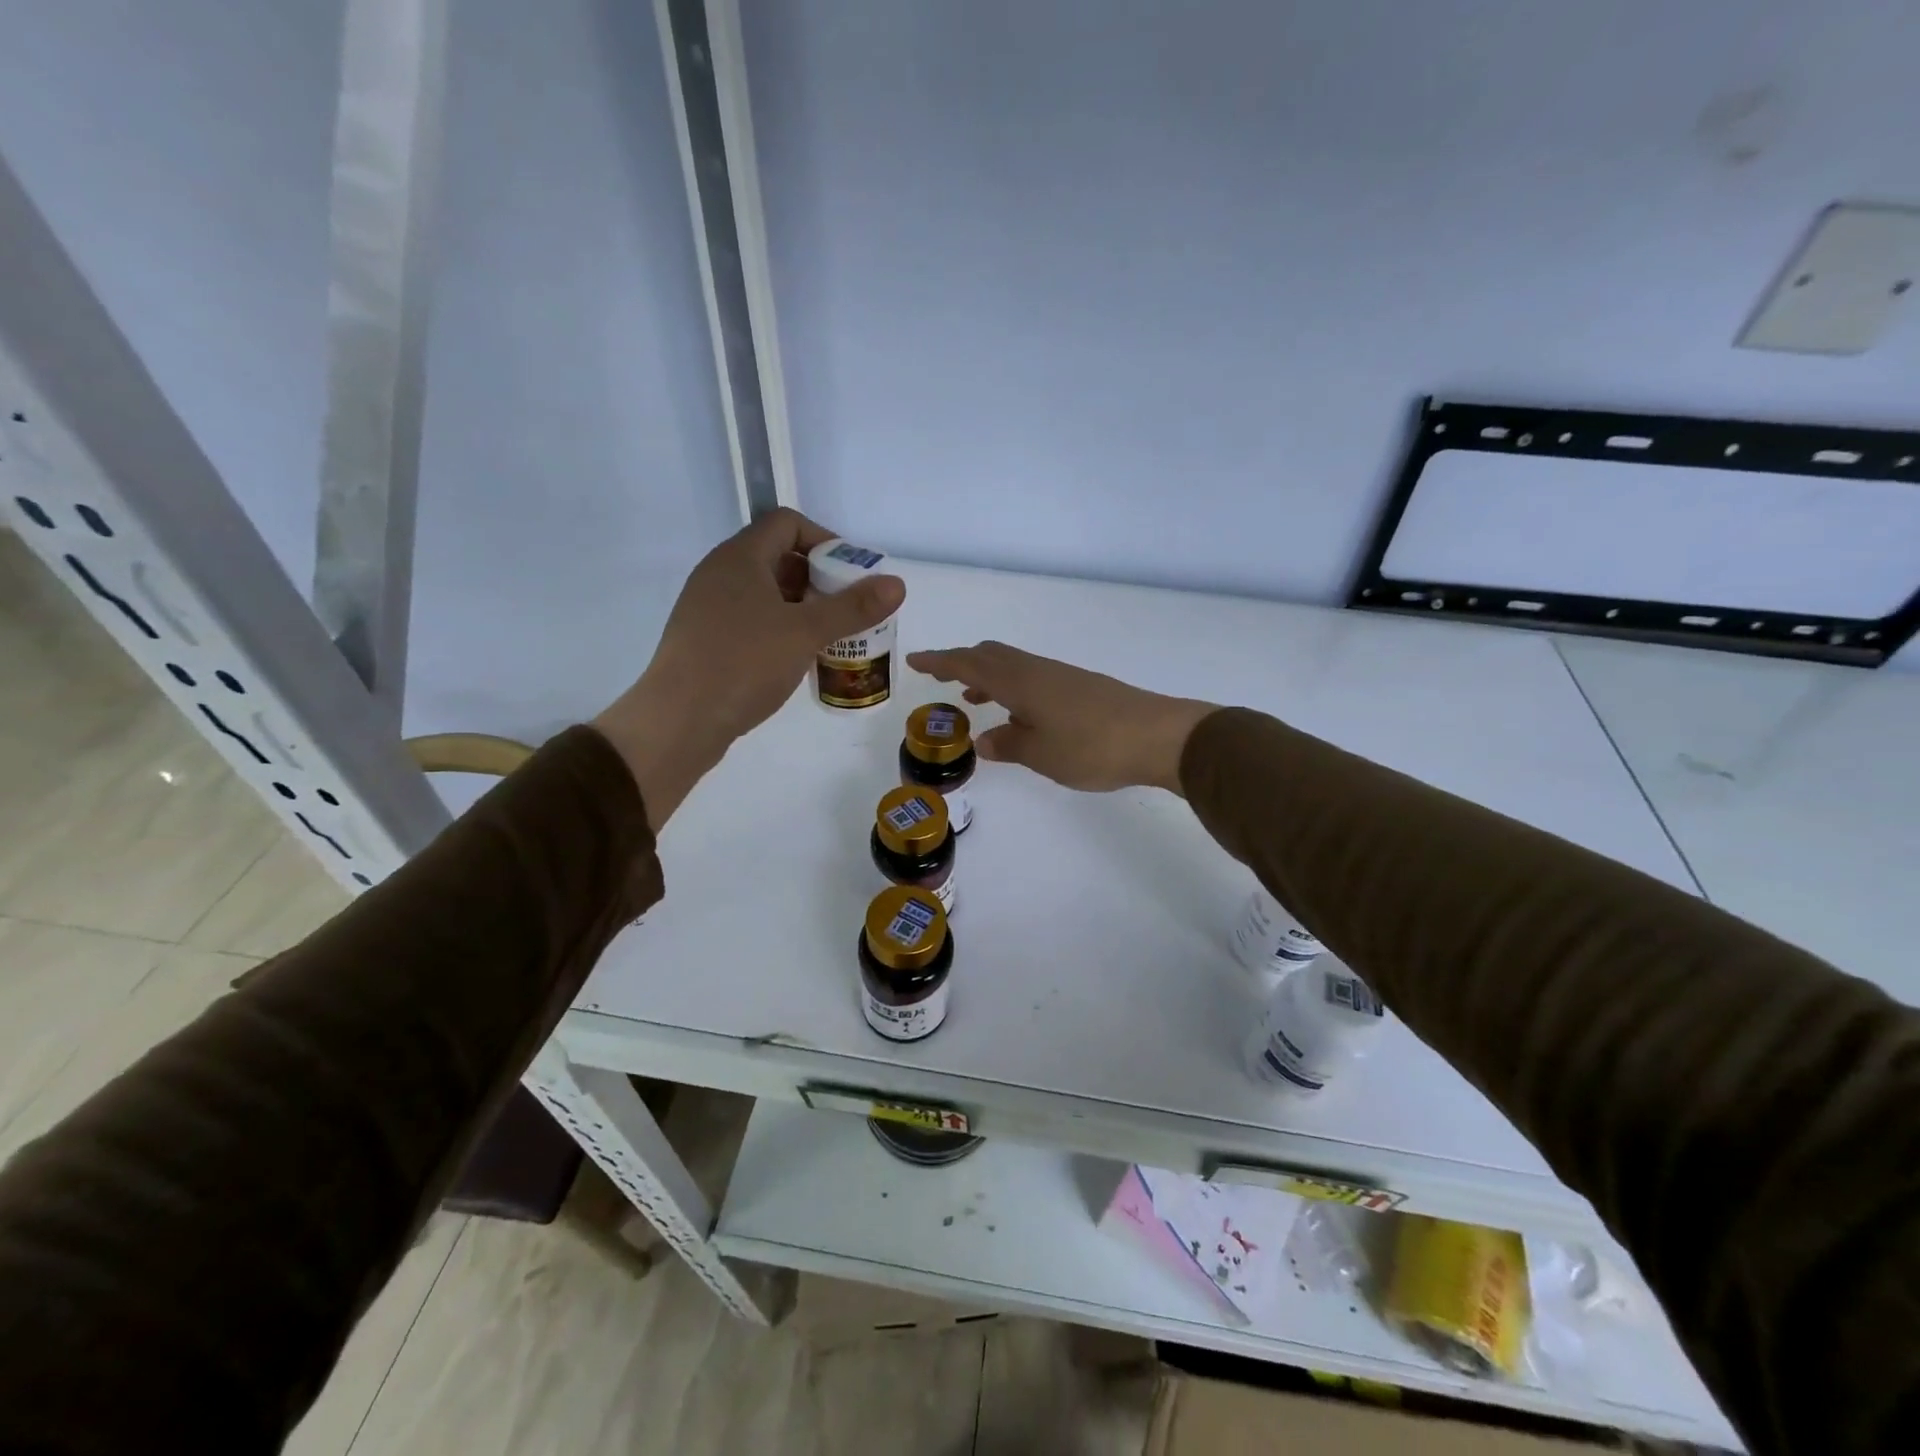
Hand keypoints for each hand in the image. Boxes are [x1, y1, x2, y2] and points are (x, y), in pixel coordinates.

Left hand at [595, 509, 904, 823]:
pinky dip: (781, 630)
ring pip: (766, 594)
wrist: (679, 721)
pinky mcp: (705, 640)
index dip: (825, 539)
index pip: (787, 523)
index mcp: (740, 558)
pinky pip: (752, 621)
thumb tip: (897, 584)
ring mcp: (709, 608)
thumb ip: (852, 607)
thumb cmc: (743, 665)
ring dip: (803, 608)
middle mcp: (720, 574)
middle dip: (820, 579)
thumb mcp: (805, 633)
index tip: (851, 574)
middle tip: (849, 609)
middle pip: (778, 558)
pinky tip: (799, 659)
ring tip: (832, 637)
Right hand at [906, 642, 1213, 794]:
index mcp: (1019, 681)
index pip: (969, 664)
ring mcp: (1061, 676)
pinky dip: (1013, 688)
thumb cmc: (1092, 746)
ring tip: (974, 700)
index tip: (914, 661)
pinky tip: (1020, 715)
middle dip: (962, 663)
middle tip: (942, 680)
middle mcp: (1037, 670)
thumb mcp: (1041, 754)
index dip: (939, 662)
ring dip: (988, 678)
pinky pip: (1033, 678)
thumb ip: (1008, 745)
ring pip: (1013, 666)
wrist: (1158, 736)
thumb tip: (984, 739)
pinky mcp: (1080, 687)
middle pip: (991, 655)